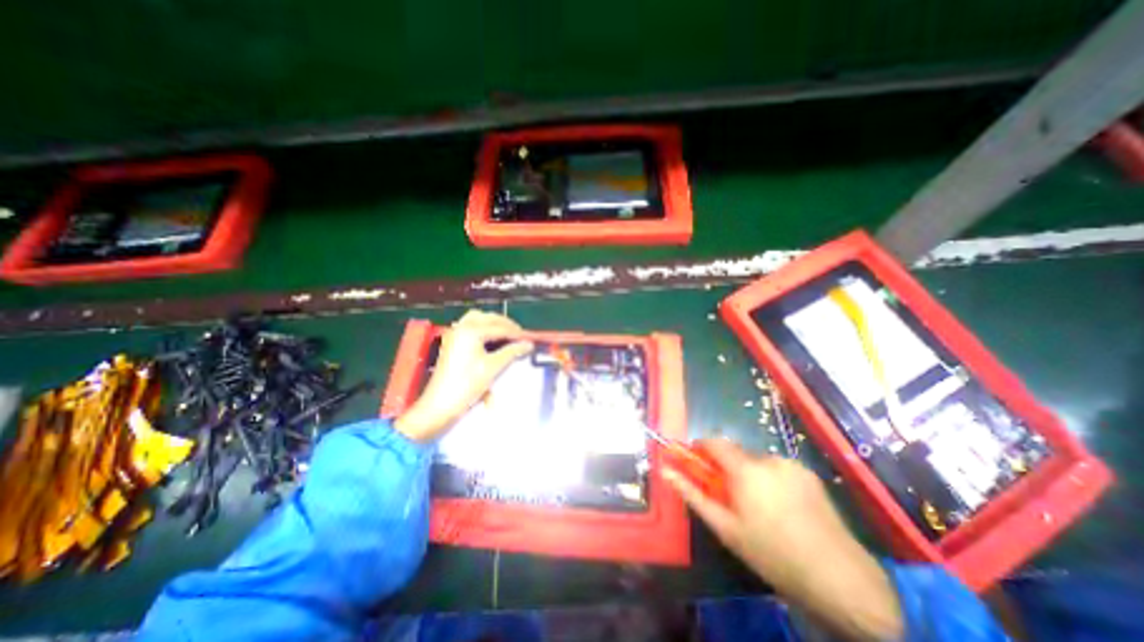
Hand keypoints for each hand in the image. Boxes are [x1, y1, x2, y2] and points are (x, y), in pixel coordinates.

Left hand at [393, 308, 537, 440]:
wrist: (439, 405)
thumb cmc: (467, 385)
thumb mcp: (493, 367)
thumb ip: (512, 352)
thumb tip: (528, 344)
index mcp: (472, 330)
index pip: (501, 327)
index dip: (517, 333)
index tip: (531, 339)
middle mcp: (462, 327)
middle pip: (489, 318)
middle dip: (506, 325)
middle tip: (520, 336)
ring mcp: (455, 334)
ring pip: (478, 319)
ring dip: (493, 323)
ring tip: (508, 334)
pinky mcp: (452, 342)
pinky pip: (470, 327)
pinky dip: (483, 328)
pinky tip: (492, 338)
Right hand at [662, 440, 903, 641]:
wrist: (841, 578)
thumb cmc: (772, 554)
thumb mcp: (725, 528)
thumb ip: (692, 494)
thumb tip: (666, 470)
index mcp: (745, 470)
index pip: (713, 441)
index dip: (700, 447)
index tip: (696, 462)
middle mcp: (767, 458)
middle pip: (735, 452)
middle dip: (727, 467)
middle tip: (731, 496)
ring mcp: (791, 464)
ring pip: (756, 460)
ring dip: (750, 474)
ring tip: (761, 506)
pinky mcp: (809, 472)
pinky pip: (777, 467)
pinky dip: (770, 478)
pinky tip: (783, 507)